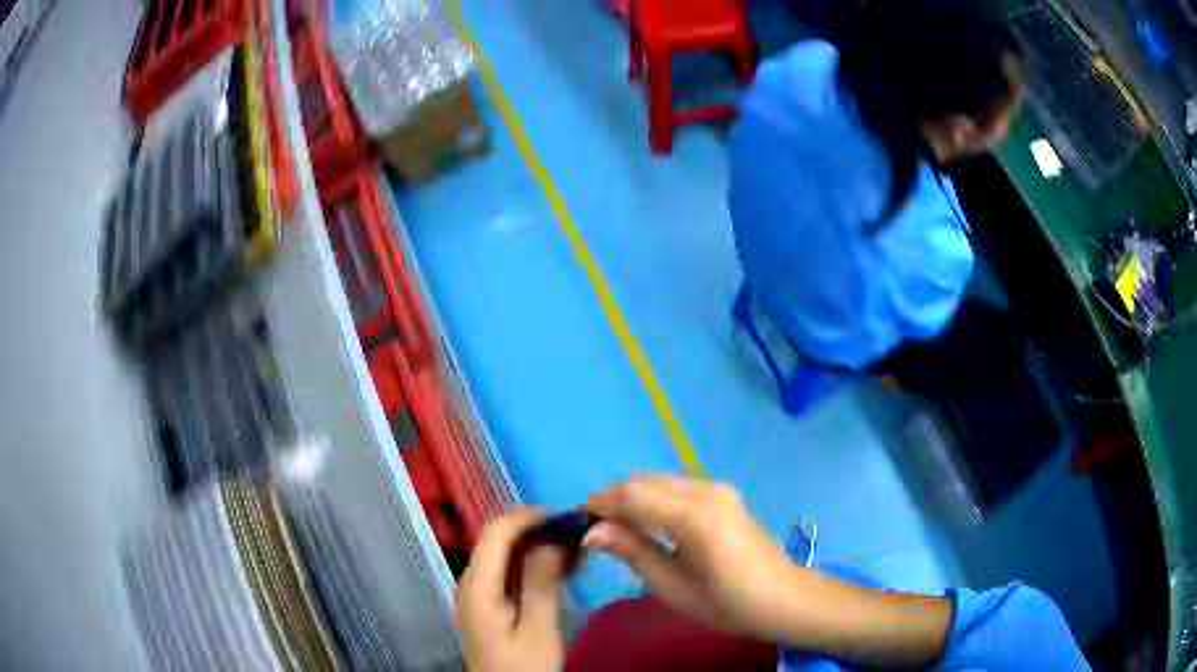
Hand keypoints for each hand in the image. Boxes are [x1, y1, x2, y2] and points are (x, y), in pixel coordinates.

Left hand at [457, 512, 567, 671]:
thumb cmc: (523, 666)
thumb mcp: (538, 628)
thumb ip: (542, 581)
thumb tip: (554, 538)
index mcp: (478, 583)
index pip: (498, 531)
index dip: (531, 517)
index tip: (570, 519)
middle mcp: (474, 581)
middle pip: (501, 540)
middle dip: (540, 531)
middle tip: (580, 535)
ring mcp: (482, 593)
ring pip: (509, 555)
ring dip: (541, 548)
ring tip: (579, 549)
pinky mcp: (493, 604)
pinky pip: (512, 573)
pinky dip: (537, 566)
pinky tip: (566, 569)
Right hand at [583, 475, 799, 641]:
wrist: (782, 598)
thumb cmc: (726, 603)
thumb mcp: (672, 586)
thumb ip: (633, 551)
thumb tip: (592, 532)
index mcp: (694, 516)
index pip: (632, 494)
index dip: (600, 503)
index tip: (577, 523)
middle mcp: (705, 490)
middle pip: (644, 481)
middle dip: (613, 498)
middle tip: (592, 529)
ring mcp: (717, 489)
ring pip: (659, 481)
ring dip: (631, 497)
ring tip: (613, 527)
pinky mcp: (723, 494)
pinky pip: (676, 487)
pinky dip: (652, 498)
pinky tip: (645, 522)